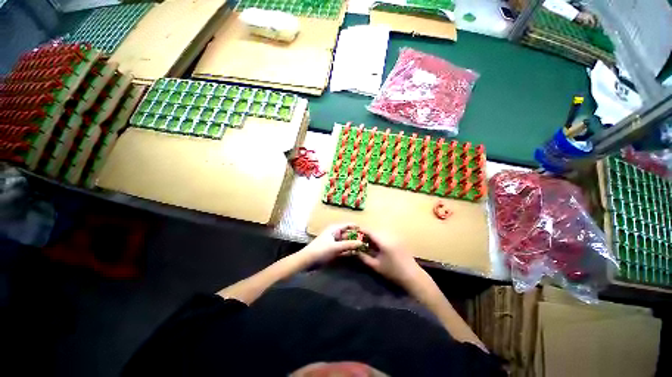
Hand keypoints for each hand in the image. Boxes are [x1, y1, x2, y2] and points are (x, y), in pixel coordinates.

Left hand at [300, 224, 362, 263]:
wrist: (307, 260)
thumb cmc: (321, 250)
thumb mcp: (335, 247)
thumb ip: (349, 244)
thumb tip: (361, 242)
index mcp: (335, 229)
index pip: (348, 225)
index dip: (356, 227)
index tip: (366, 231)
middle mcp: (335, 234)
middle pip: (348, 234)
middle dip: (356, 237)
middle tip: (367, 241)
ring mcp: (334, 242)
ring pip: (346, 242)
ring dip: (353, 245)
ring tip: (364, 248)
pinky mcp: (333, 250)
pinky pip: (343, 248)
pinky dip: (348, 250)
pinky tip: (356, 254)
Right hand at [356, 229, 423, 287]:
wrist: (412, 275)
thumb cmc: (393, 272)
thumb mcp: (376, 265)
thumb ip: (363, 257)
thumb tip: (354, 250)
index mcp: (383, 241)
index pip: (369, 231)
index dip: (361, 231)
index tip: (353, 234)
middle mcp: (389, 235)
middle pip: (374, 230)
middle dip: (366, 234)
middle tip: (359, 240)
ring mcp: (395, 236)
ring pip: (379, 232)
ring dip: (372, 235)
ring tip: (367, 243)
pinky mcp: (398, 239)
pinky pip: (385, 234)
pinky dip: (379, 237)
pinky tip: (377, 245)